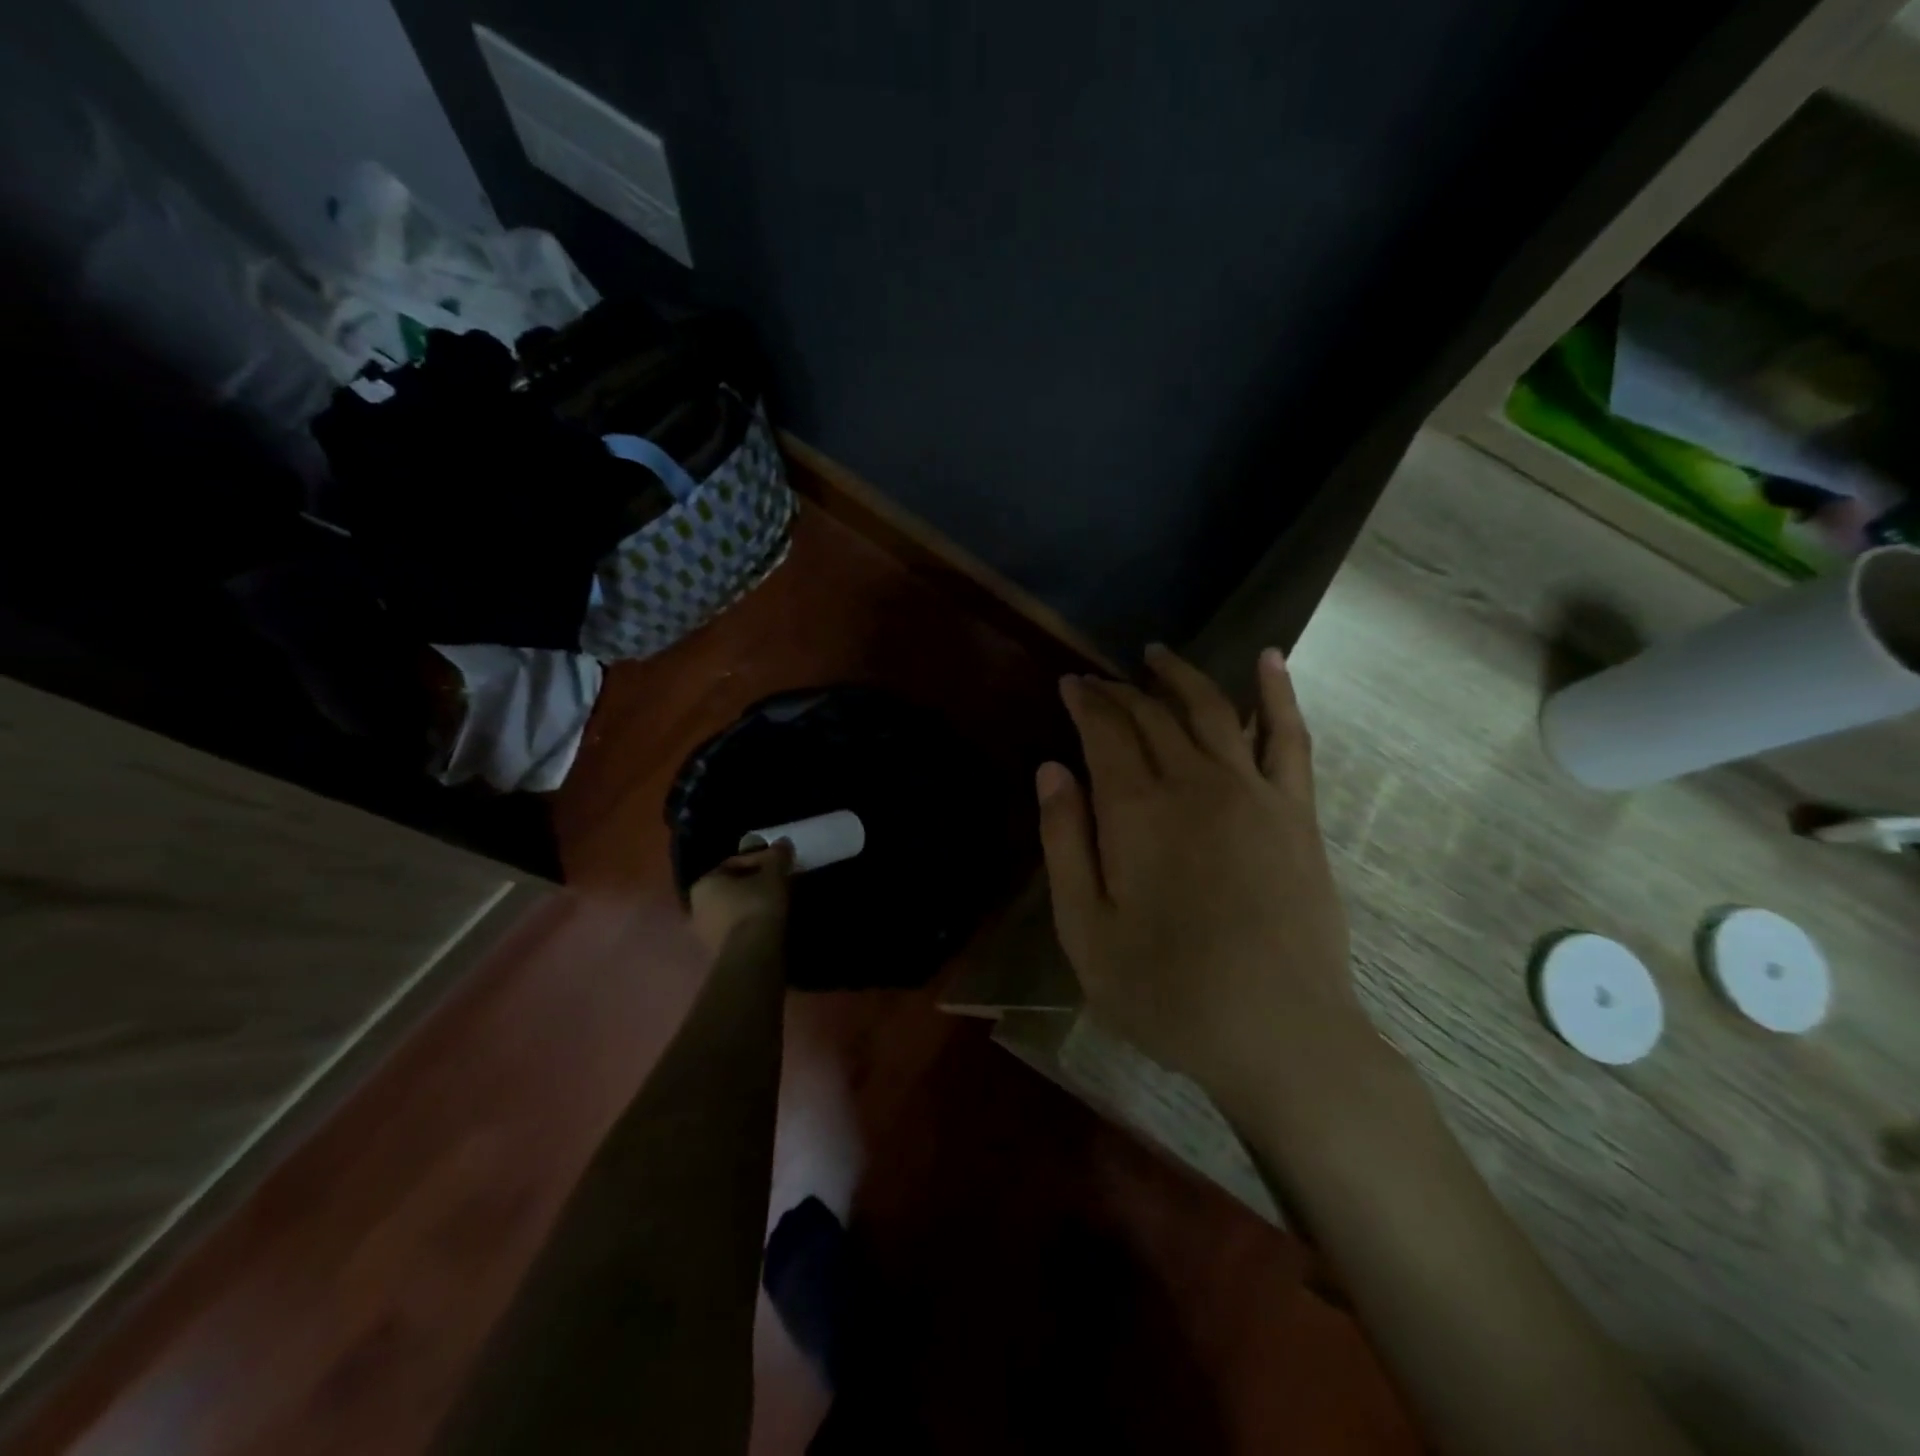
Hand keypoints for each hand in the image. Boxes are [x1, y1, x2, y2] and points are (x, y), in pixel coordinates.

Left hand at [689, 843, 792, 956]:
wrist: (752, 955)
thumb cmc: (757, 905)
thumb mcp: (773, 874)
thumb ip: (777, 856)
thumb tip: (783, 842)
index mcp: (703, 883)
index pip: (734, 864)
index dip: (761, 860)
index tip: (780, 864)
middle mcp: (695, 907)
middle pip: (732, 888)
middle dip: (755, 884)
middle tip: (779, 883)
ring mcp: (704, 934)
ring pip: (734, 910)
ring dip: (753, 905)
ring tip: (778, 905)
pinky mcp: (717, 954)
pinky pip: (737, 930)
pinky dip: (752, 924)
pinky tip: (771, 924)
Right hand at [1036, 645, 1374, 1108]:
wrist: (1280, 1034)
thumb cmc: (1167, 992)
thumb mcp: (1085, 931)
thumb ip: (1064, 843)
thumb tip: (1051, 770)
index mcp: (1137, 811)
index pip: (1105, 731)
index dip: (1085, 702)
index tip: (1069, 684)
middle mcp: (1194, 783)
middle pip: (1152, 715)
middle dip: (1120, 691)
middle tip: (1099, 682)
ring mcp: (1253, 792)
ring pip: (1212, 710)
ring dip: (1181, 677)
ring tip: (1156, 656)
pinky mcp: (1296, 811)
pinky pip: (1288, 736)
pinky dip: (1276, 692)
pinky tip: (1267, 659)